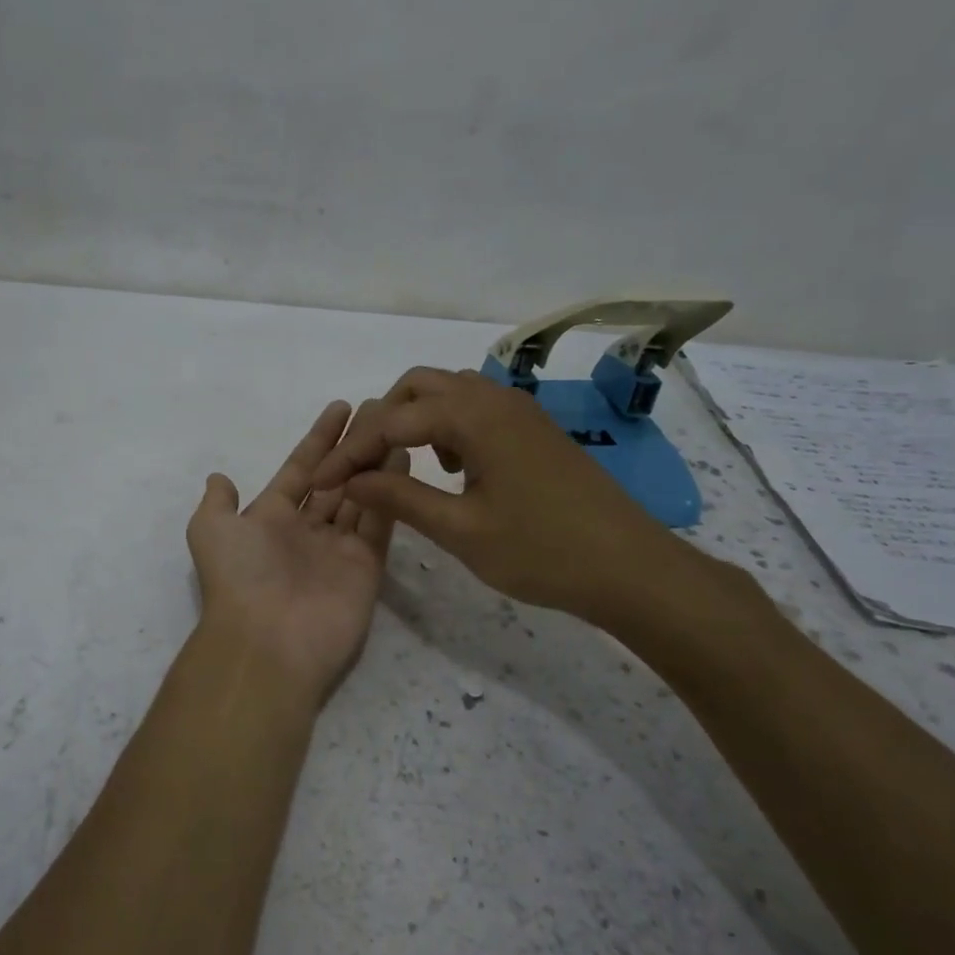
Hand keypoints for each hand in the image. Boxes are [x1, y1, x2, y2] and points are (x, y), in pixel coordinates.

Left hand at [187, 401, 410, 699]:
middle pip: (334, 479)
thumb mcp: (210, 531)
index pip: (299, 469)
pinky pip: (379, 521)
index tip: (340, 408)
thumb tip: (219, 477)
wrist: (268, 640)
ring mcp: (338, 548)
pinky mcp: (366, 565)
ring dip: (375, 462)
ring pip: (360, 495)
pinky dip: (390, 492)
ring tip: (396, 427)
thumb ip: (217, 502)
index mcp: (271, 518)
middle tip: (377, 410)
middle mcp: (306, 530)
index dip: (318, 439)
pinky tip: (402, 459)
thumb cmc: (239, 577)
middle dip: (352, 446)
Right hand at [311, 368, 705, 632]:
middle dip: (382, 421)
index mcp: (474, 417)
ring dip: (417, 419)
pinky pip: (476, 408)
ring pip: (449, 393)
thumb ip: (401, 497)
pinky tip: (454, 469)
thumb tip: (351, 479)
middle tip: (364, 467)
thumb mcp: (461, 530)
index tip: (322, 483)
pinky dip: (449, 426)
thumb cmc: (543, 551)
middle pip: (418, 386)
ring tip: (408, 467)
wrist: (632, 567)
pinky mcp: (534, 429)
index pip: (392, 421)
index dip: (351, 452)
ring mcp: (520, 411)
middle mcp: (495, 399)